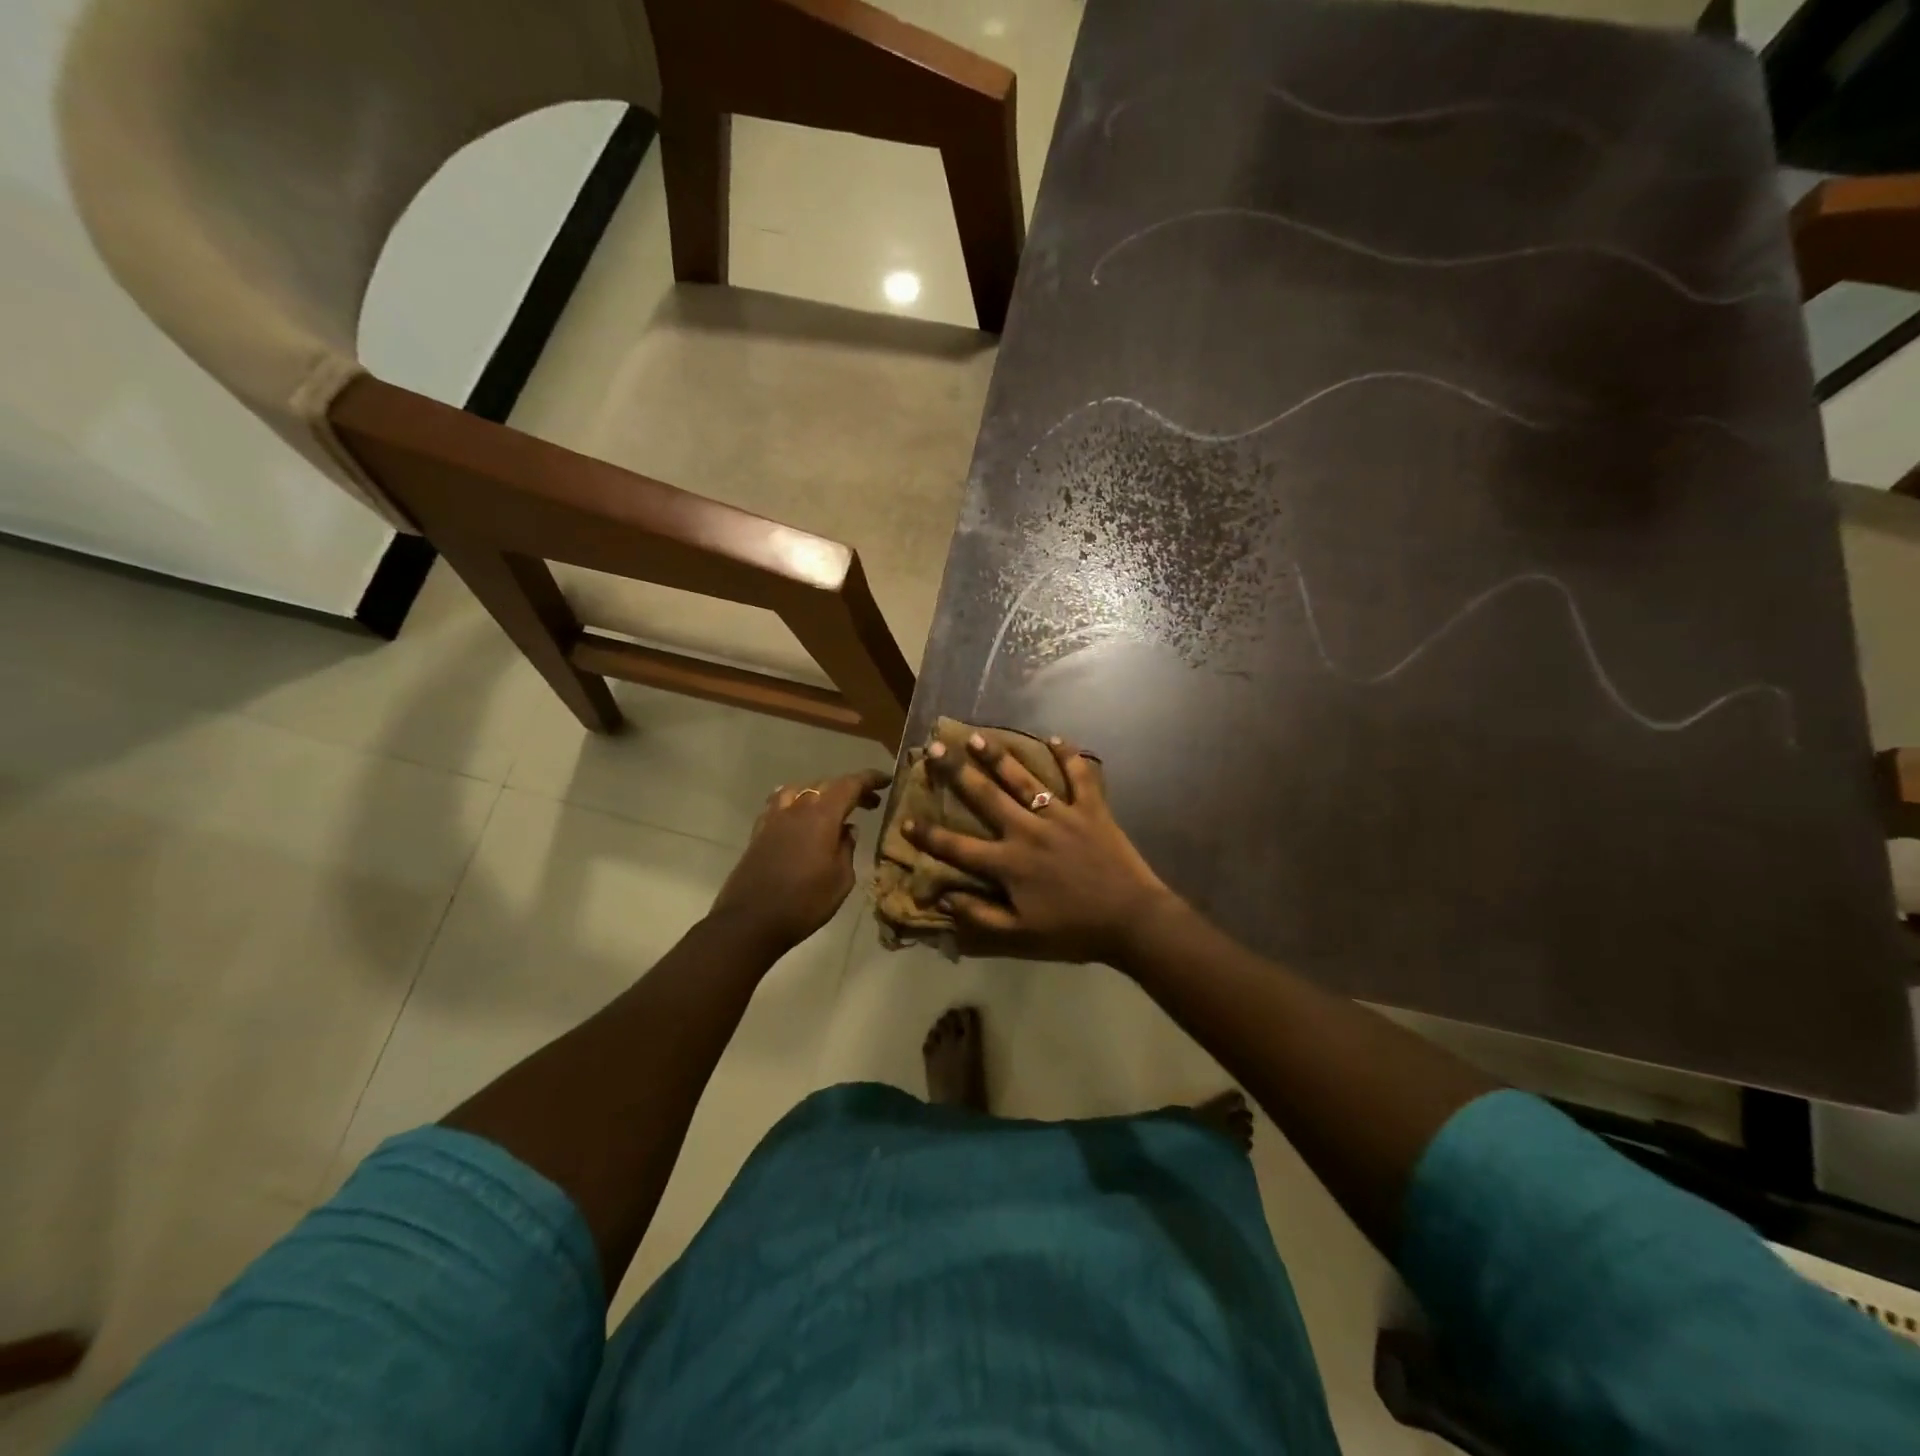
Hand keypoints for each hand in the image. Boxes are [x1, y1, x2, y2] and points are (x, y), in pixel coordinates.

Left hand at [711, 769, 890, 954]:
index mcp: (822, 816)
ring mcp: (774, 818)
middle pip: (826, 785)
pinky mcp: (759, 832)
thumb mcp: (841, 880)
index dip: (869, 779)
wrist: (750, 921)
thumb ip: (847, 848)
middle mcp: (797, 809)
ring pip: (800, 790)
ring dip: (820, 793)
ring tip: (832, 808)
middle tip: (869, 804)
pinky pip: (780, 804)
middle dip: (850, 790)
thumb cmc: (804, 903)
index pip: (849, 785)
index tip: (886, 781)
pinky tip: (800, 817)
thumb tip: (847, 830)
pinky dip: (796, 802)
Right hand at [902, 734, 1175, 963]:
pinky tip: (1056, 738)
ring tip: (978, 737)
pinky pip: (1080, 776)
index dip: (928, 836)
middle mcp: (1028, 831)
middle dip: (956, 773)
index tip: (905, 821)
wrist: (1130, 921)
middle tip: (936, 749)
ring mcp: (1061, 815)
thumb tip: (945, 899)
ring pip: (1024, 779)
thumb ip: (980, 917)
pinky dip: (1069, 756)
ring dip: (999, 757)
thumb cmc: (1073, 930)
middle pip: (985, 797)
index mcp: (1008, 863)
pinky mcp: (1091, 809)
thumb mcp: (1021, 935)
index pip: (957, 847)